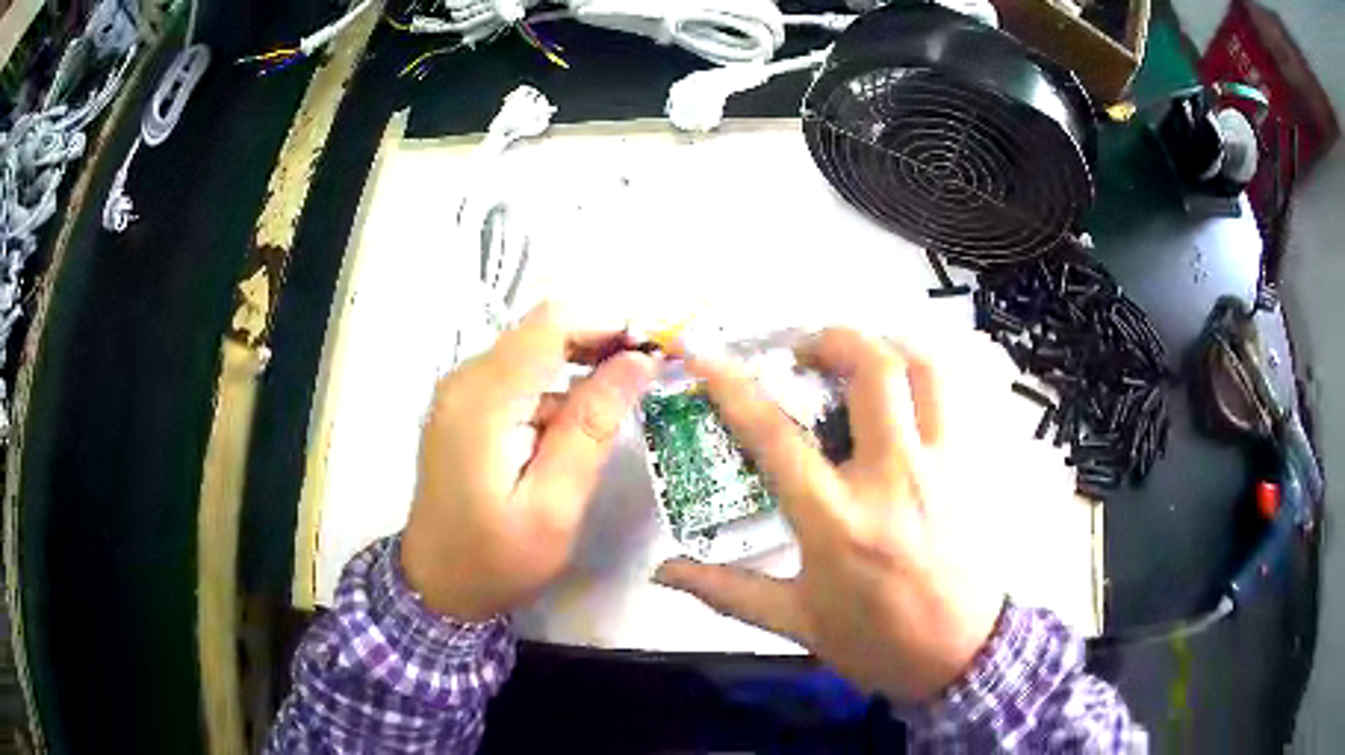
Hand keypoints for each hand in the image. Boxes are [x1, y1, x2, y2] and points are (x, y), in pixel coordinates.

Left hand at [402, 302, 657, 621]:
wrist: (437, 583)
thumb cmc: (497, 558)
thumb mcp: (555, 505)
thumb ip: (592, 428)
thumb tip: (637, 362)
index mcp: (483, 400)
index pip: (551, 324)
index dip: (607, 323)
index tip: (653, 349)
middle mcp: (465, 380)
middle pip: (541, 330)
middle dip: (599, 342)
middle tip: (648, 375)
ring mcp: (460, 391)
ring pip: (532, 350)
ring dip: (581, 365)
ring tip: (623, 401)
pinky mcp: (464, 406)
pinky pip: (518, 375)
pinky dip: (556, 386)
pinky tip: (578, 424)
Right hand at [655, 328, 1004, 701]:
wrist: (960, 657)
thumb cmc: (876, 642)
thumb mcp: (797, 622)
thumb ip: (726, 590)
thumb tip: (662, 572)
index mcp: (836, 519)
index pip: (775, 435)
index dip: (732, 386)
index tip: (705, 354)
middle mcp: (892, 477)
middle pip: (873, 371)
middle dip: (833, 340)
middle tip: (805, 352)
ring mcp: (941, 467)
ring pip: (925, 371)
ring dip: (888, 346)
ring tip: (859, 359)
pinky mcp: (972, 469)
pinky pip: (955, 398)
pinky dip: (926, 377)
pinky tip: (905, 391)